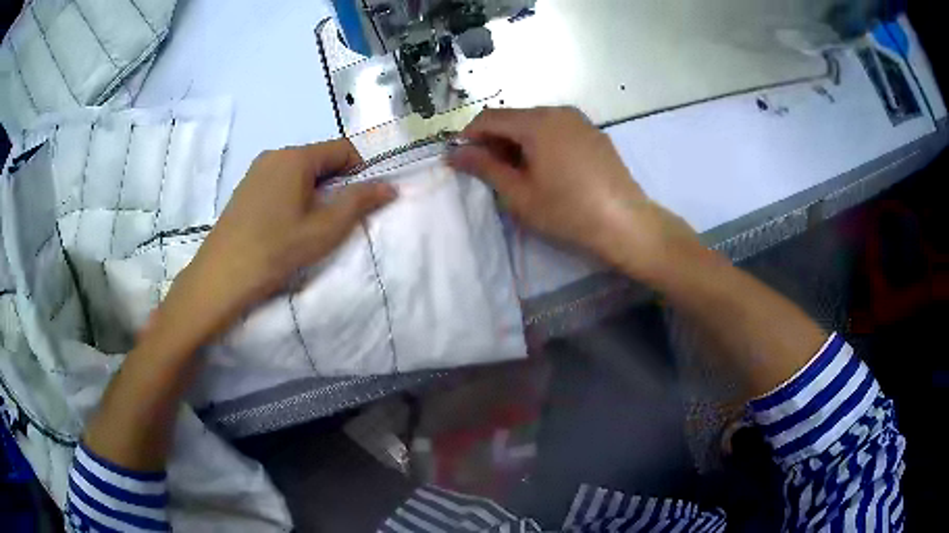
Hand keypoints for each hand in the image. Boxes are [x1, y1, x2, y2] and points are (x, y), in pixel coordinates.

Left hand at [163, 140, 396, 344]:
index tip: (360, 203)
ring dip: (315, 192)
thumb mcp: (325, 229)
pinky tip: (286, 227)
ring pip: (300, 172)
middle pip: (320, 159)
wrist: (222, 276)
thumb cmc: (276, 250)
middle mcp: (275, 154)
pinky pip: (280, 182)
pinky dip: (293, 197)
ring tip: (310, 227)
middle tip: (336, 220)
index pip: (343, 149)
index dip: (361, 172)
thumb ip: (360, 202)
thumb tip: (390, 186)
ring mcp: (256, 171)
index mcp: (296, 157)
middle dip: (336, 184)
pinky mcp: (245, 188)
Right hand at [448, 107, 698, 282]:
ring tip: (518, 173)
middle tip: (489, 171)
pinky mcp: (594, 133)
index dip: (469, 136)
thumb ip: (485, 167)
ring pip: (536, 123)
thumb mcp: (519, 193)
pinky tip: (547, 170)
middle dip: (495, 140)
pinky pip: (557, 130)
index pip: (489, 118)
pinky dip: (541, 143)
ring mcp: (580, 121)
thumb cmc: (567, 211)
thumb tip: (455, 153)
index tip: (461, 159)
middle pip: (513, 118)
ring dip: (518, 142)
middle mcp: (558, 111)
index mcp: (536, 121)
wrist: (625, 223)